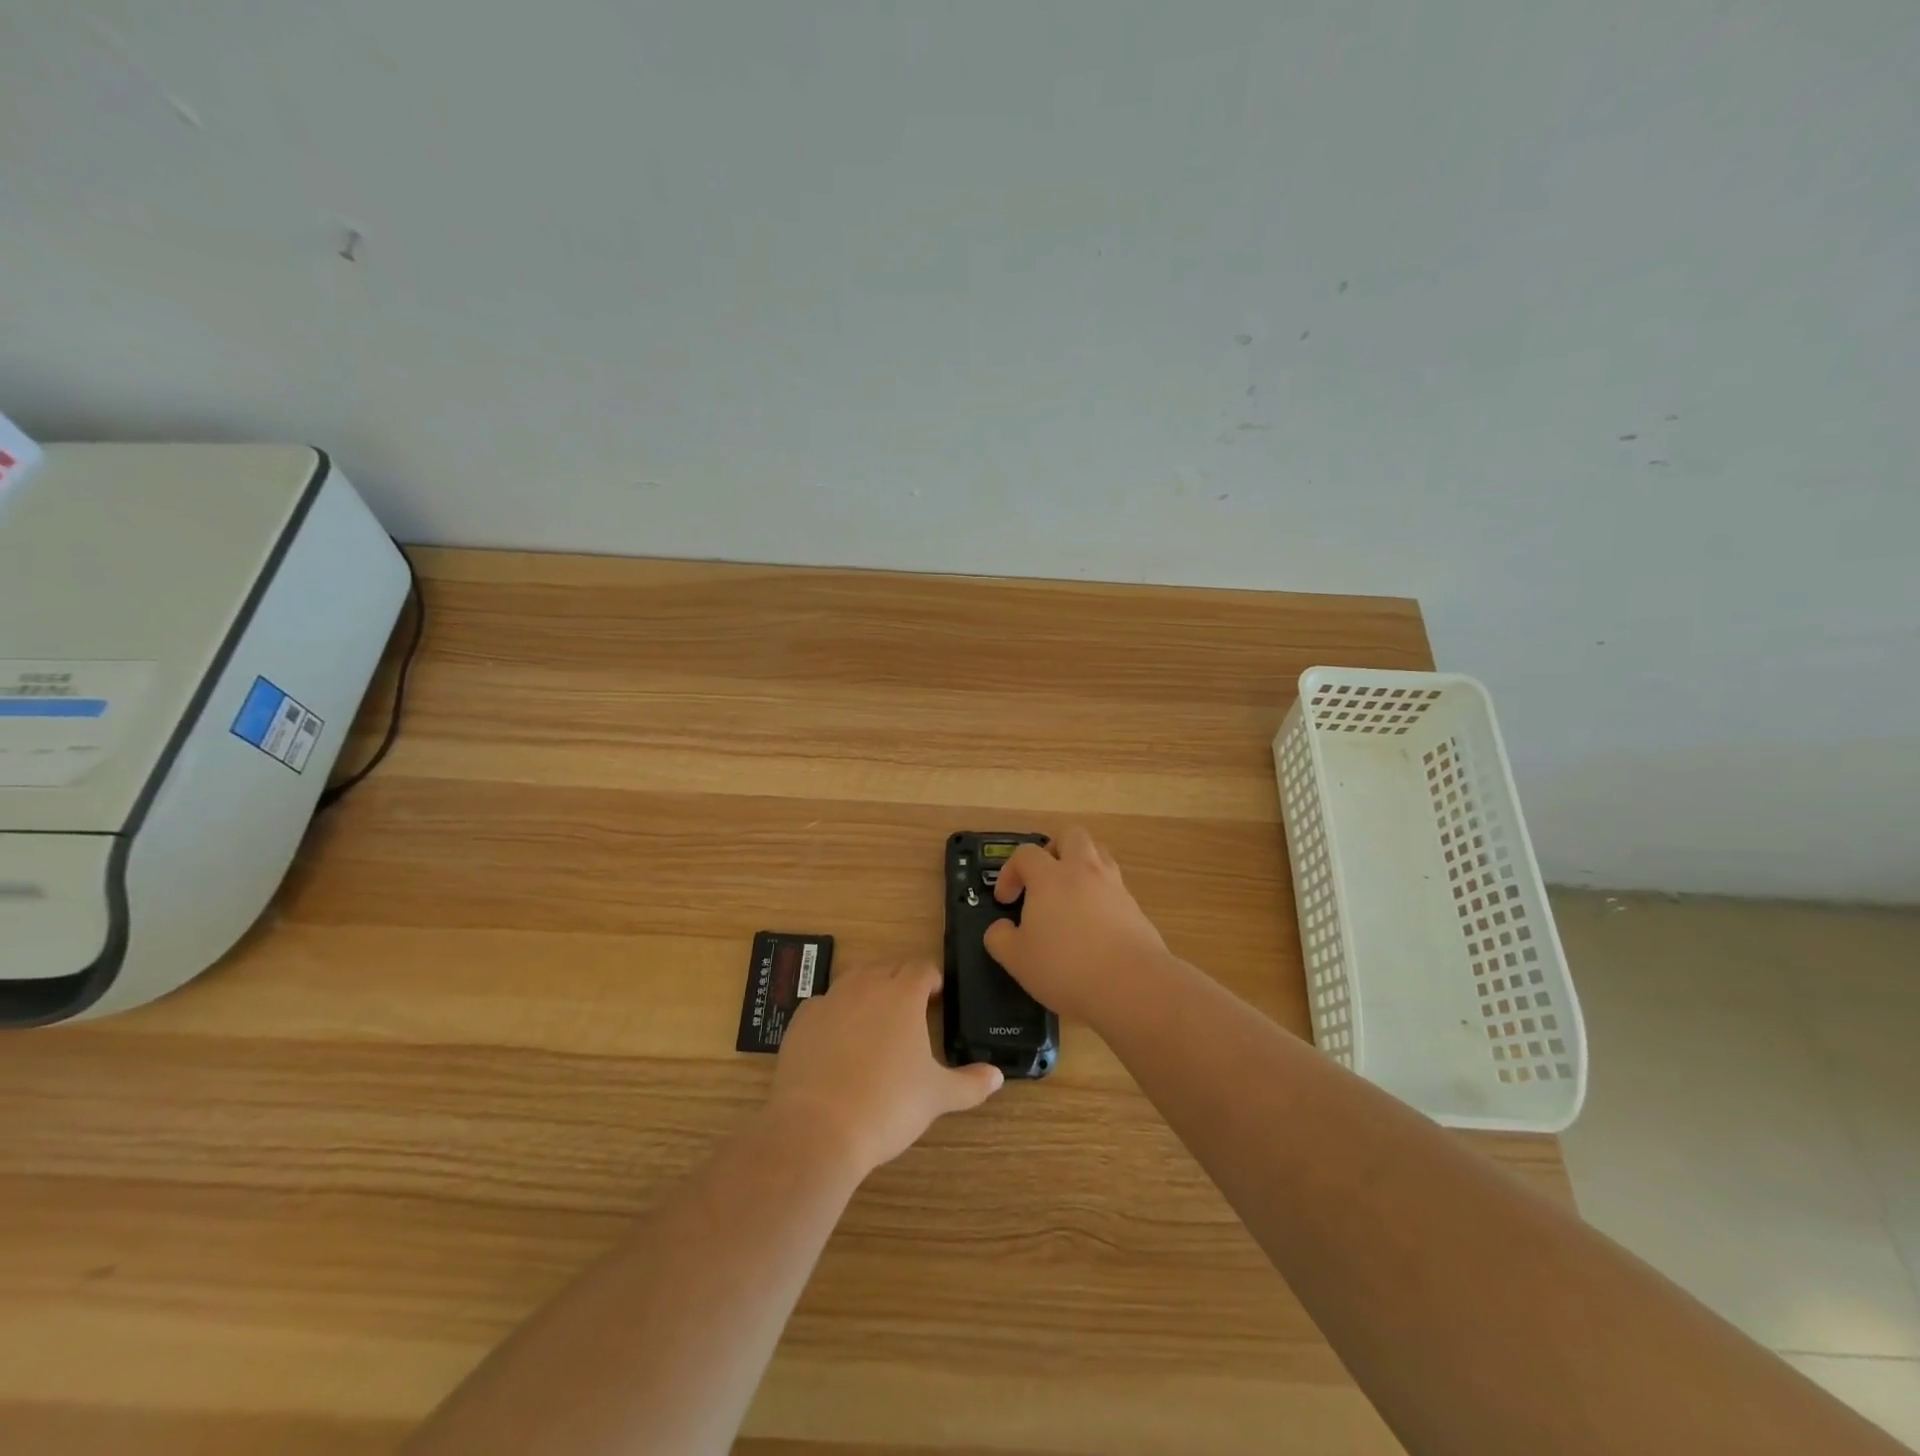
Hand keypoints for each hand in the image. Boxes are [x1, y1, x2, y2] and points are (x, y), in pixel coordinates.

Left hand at [768, 961, 1002, 1176]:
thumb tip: (997, 1076)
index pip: (922, 969)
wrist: (818, 1128)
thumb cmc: (888, 1105)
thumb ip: (970, 1083)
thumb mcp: (937, 1097)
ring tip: (875, 1022)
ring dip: (868, 991)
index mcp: (902, 994)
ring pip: (854, 980)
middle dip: (901, 982)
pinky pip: (823, 1005)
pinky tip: (837, 1042)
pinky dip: (834, 1014)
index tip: (937, 998)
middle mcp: (866, 986)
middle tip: (910, 1012)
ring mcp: (830, 1001)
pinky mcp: (801, 1021)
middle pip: (888, 968)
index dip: (932, 980)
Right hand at [983, 827, 1171, 1024]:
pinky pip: (1114, 885)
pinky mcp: (1135, 906)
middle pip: (1071, 835)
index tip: (1006, 900)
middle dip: (1054, 849)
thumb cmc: (1066, 967)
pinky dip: (1101, 893)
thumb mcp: (1017, 959)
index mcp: (1050, 877)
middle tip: (1044, 878)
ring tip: (1070, 895)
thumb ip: (1000, 938)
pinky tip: (1094, 923)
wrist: (1132, 984)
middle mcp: (1083, 870)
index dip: (1010, 872)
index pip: (1025, 854)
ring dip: (1081, 865)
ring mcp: (1114, 885)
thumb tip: (1001, 928)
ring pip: (1098, 853)